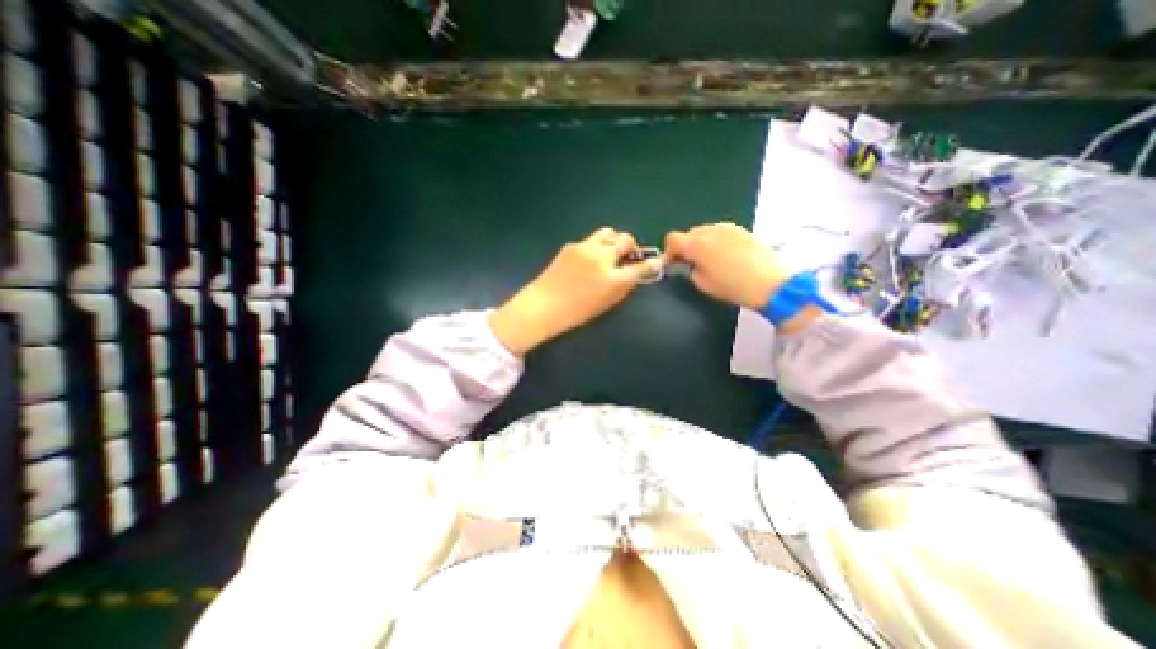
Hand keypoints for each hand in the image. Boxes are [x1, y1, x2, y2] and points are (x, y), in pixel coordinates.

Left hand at [492, 229, 662, 356]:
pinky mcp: (572, 245)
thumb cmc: (576, 312)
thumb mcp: (606, 304)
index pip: (641, 266)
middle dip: (630, 247)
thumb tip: (633, 274)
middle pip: (625, 240)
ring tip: (610, 251)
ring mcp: (586, 248)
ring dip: (614, 240)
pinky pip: (591, 239)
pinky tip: (588, 258)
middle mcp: (602, 259)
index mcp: (613, 279)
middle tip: (627, 255)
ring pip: (609, 233)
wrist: (544, 305)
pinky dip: (596, 246)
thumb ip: (623, 287)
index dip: (652, 263)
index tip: (657, 261)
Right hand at [664, 224, 817, 332]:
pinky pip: (720, 231)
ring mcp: (727, 227)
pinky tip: (726, 255)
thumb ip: (690, 269)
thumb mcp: (703, 284)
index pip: (672, 239)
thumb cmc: (732, 287)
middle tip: (693, 263)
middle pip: (689, 233)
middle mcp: (709, 230)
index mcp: (696, 245)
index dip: (670, 251)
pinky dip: (716, 240)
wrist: (770, 283)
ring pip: (705, 231)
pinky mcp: (741, 229)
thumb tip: (688, 262)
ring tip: (712, 259)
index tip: (675, 263)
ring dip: (702, 242)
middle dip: (687, 246)